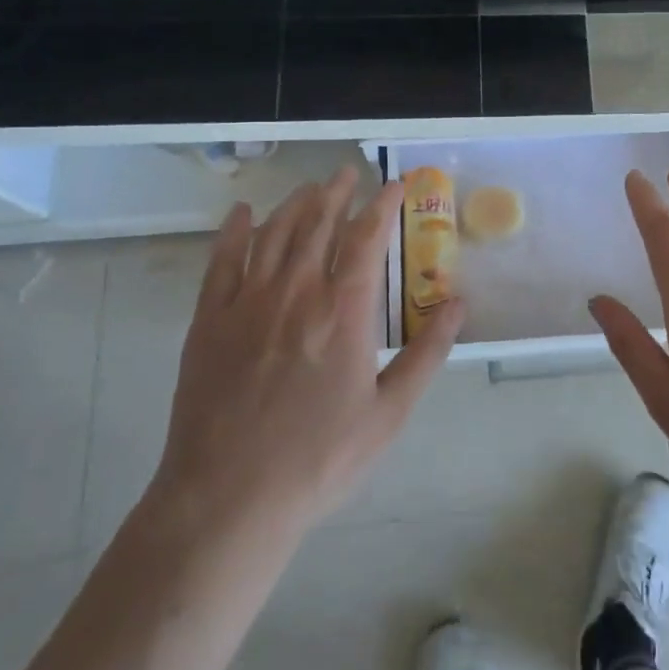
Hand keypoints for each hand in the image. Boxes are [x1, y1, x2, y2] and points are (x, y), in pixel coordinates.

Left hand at [147, 165, 465, 538]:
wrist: (229, 497)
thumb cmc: (319, 459)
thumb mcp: (389, 413)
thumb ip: (427, 353)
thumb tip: (458, 303)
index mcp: (343, 312)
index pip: (366, 239)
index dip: (382, 206)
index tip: (394, 185)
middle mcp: (296, 293)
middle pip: (318, 225)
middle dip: (337, 193)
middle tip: (348, 172)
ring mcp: (247, 304)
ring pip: (273, 234)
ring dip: (295, 204)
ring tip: (310, 188)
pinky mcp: (209, 321)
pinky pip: (221, 261)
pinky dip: (234, 231)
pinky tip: (242, 214)